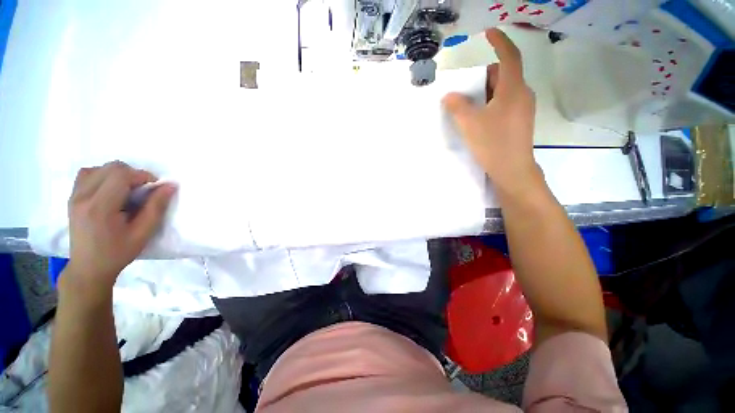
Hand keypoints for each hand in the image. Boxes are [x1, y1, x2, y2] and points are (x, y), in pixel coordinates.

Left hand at [62, 161, 176, 299]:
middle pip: (111, 168)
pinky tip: (110, 190)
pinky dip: (103, 176)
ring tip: (126, 191)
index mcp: (99, 207)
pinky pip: (87, 174)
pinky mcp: (72, 197)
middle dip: (132, 174)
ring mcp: (74, 196)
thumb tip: (170, 185)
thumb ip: (156, 207)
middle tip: (142, 192)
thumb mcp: (143, 233)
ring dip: (118, 174)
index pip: (121, 175)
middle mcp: (83, 196)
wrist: (88, 267)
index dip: (143, 176)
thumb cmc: (118, 253)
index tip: (154, 189)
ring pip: (99, 168)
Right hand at [442, 28, 539, 195]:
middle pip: (505, 74)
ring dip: (487, 91)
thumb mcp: (470, 124)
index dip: (500, 41)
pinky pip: (506, 102)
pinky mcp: (520, 120)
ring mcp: (523, 108)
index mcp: (513, 89)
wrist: (512, 170)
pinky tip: (480, 117)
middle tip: (467, 86)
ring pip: (504, 90)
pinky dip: (492, 102)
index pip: (509, 57)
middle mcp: (522, 94)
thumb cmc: (493, 143)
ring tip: (470, 105)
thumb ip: (457, 106)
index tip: (489, 32)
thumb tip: (449, 96)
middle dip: (486, 75)